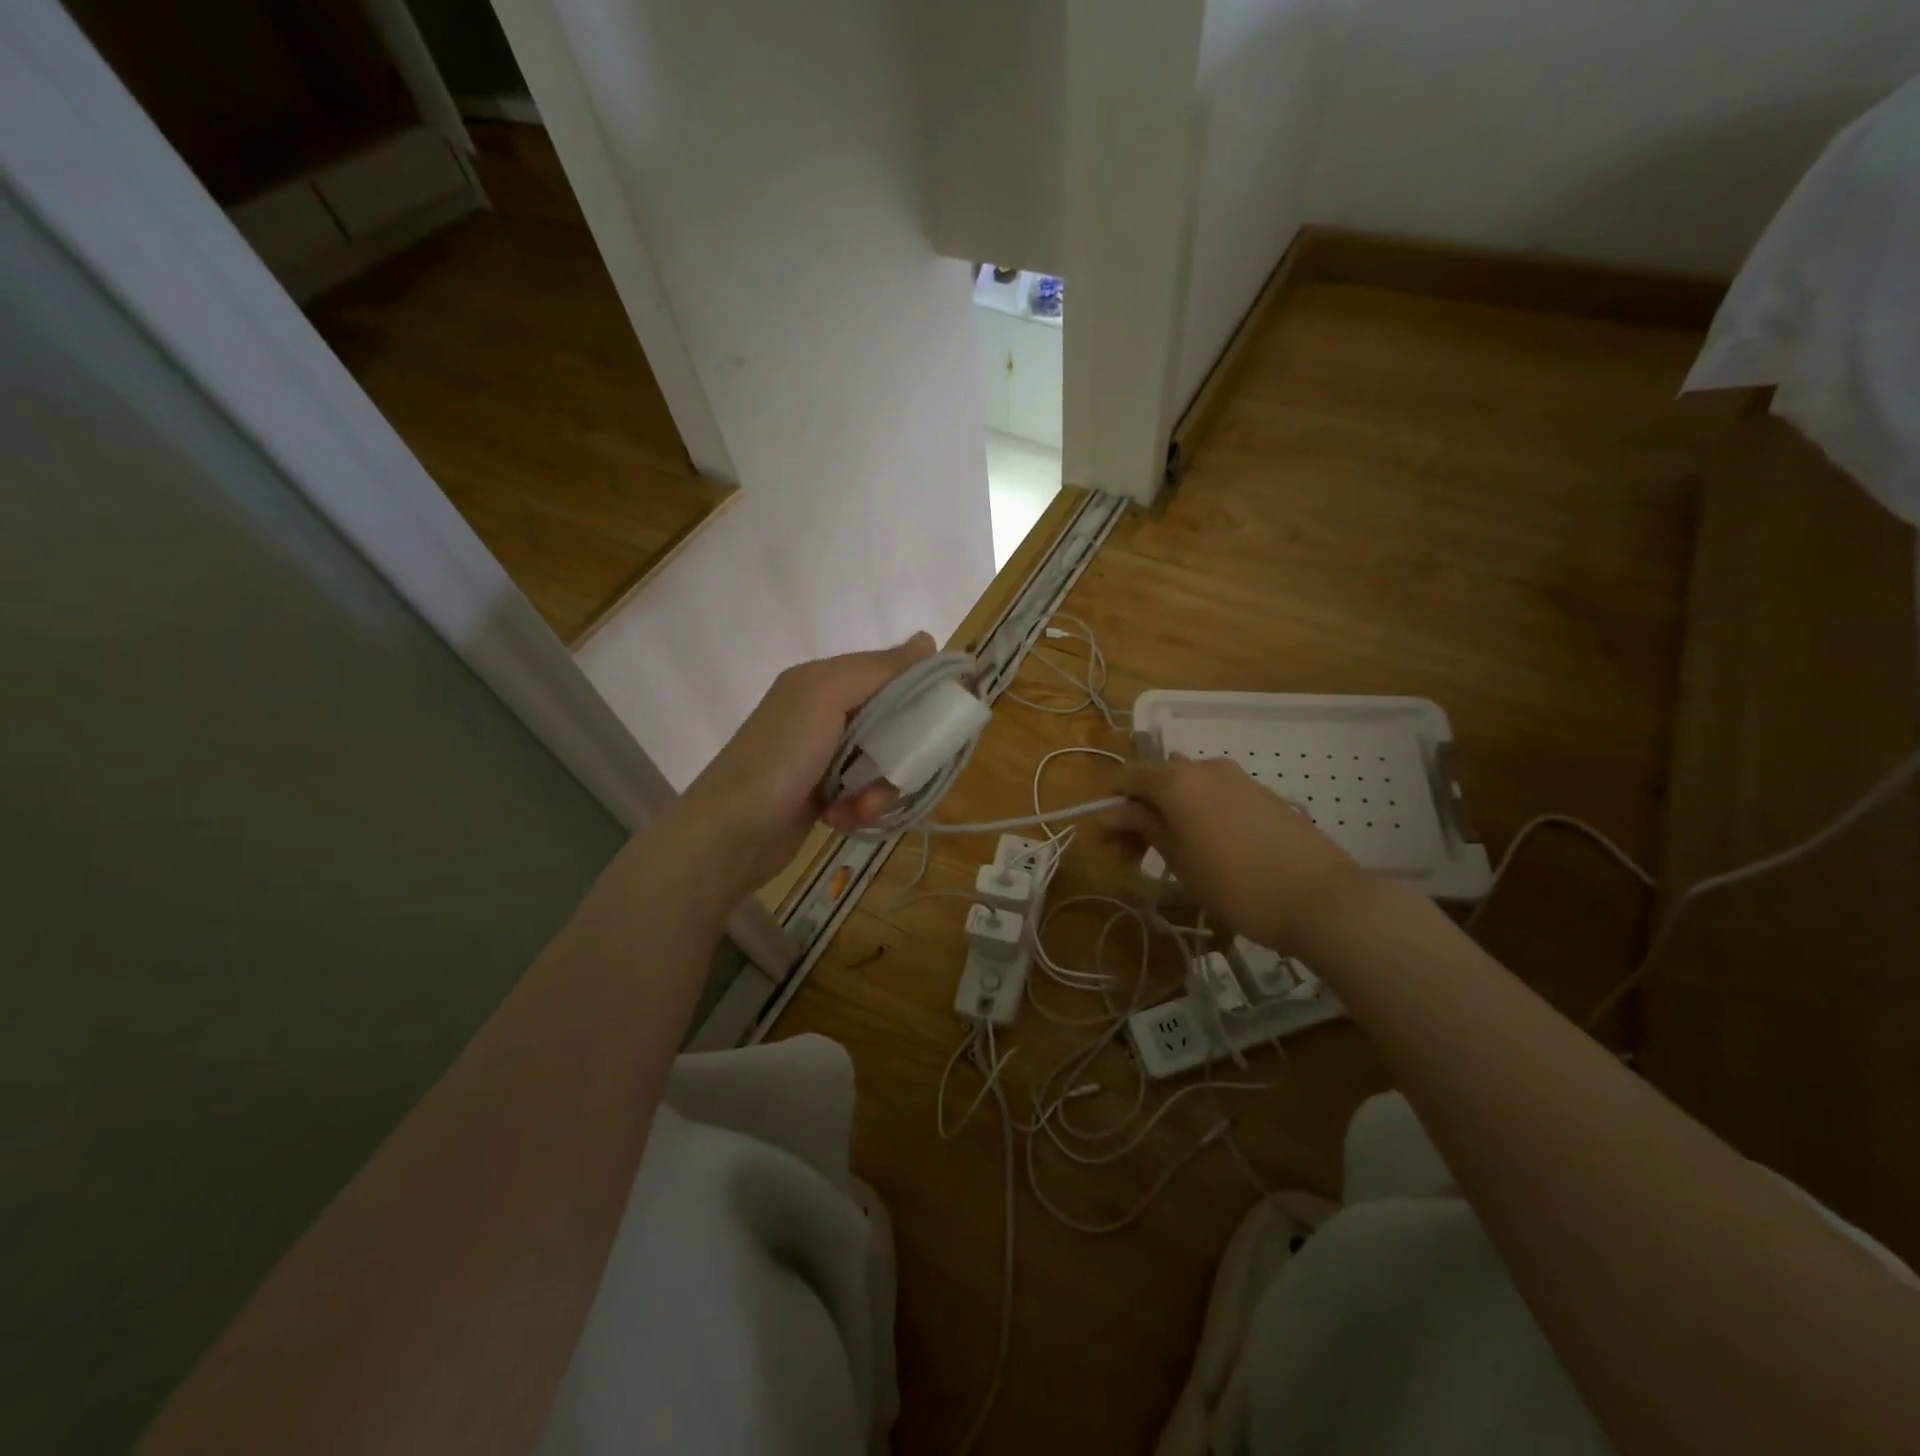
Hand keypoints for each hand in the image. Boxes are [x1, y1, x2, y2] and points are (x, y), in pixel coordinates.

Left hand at [672, 633, 936, 895]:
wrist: (727, 835)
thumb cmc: (779, 758)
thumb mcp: (826, 698)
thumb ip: (877, 669)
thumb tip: (928, 639)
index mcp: (823, 681)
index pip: (889, 673)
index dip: (919, 691)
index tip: (943, 717)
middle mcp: (822, 713)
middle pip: (892, 723)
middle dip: (899, 751)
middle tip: (899, 772)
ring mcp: (822, 757)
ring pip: (881, 763)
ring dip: (879, 789)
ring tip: (858, 807)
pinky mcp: (822, 795)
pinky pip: (863, 794)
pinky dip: (859, 809)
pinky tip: (840, 820)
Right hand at [1105, 755, 1364, 953]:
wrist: (1322, 898)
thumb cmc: (1236, 884)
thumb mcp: (1179, 859)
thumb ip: (1143, 826)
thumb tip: (1111, 811)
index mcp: (1176, 780)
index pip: (1126, 778)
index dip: (1111, 808)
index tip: (1110, 845)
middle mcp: (1204, 767)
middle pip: (1156, 780)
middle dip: (1138, 812)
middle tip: (1134, 858)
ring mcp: (1237, 777)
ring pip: (1186, 787)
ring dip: (1167, 812)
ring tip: (1171, 855)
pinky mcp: (1261, 793)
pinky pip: (1214, 794)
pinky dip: (1197, 813)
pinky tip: (1207, 849)